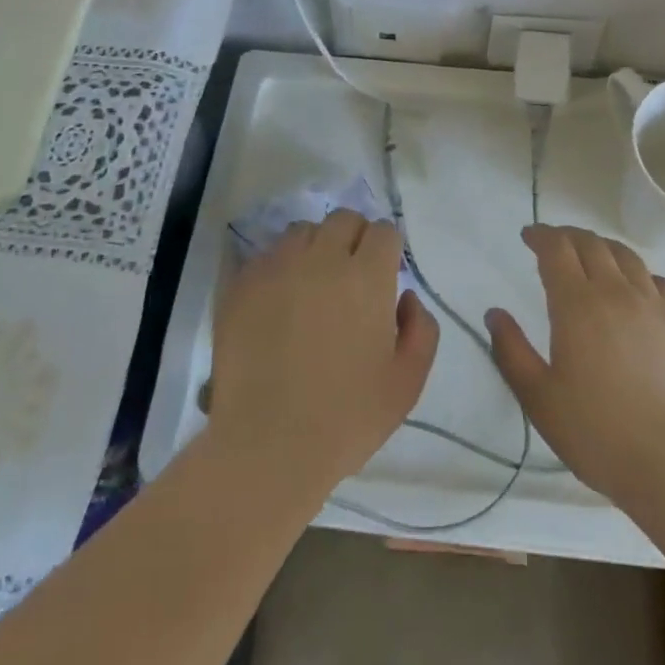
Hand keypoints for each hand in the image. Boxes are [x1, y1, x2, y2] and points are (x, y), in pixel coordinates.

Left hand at [206, 211, 438, 495]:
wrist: (267, 446)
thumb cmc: (347, 418)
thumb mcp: (407, 382)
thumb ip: (421, 329)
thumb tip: (406, 296)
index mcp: (367, 276)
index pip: (382, 231)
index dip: (387, 249)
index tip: (384, 274)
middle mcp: (322, 259)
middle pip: (343, 219)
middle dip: (354, 238)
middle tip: (351, 274)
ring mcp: (278, 268)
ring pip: (303, 231)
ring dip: (315, 247)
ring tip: (312, 283)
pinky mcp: (243, 285)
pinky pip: (267, 256)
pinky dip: (280, 267)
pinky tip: (279, 301)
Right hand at [486, 224, 664, 500]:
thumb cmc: (596, 432)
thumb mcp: (538, 398)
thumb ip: (511, 351)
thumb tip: (494, 313)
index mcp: (577, 304)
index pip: (556, 249)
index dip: (540, 236)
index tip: (528, 236)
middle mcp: (616, 291)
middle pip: (591, 244)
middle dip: (568, 236)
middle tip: (555, 243)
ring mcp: (655, 304)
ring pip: (627, 256)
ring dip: (603, 248)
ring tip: (594, 256)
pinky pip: (661, 282)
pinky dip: (641, 275)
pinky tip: (638, 290)